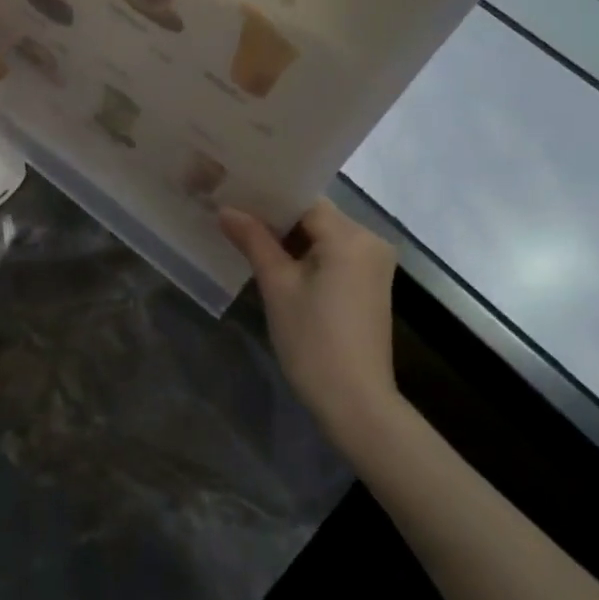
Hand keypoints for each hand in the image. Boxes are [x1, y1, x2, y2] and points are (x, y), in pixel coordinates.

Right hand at [219, 199, 399, 448]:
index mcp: (350, 235)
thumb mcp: (277, 286)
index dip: (266, 198)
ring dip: (288, 237)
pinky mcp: (369, 283)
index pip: (302, 200)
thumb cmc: (313, 341)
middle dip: (274, 217)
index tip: (233, 195)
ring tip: (245, 233)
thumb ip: (253, 240)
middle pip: (313, 215)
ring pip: (321, 235)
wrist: (356, 404)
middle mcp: (369, 240)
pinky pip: (332, 254)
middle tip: (232, 214)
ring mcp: (372, 263)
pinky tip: (274, 260)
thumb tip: (226, 210)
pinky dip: (305, 255)